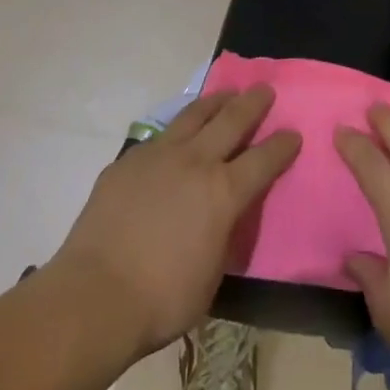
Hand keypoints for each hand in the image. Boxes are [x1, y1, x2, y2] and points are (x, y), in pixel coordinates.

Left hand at [51, 87, 300, 358]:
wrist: (95, 295)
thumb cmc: (162, 299)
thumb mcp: (212, 274)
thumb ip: (223, 235)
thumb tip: (222, 218)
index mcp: (223, 192)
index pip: (263, 159)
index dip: (282, 145)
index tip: (294, 133)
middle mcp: (195, 162)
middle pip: (232, 120)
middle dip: (253, 103)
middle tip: (265, 89)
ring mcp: (158, 156)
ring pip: (194, 115)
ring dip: (215, 102)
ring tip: (227, 95)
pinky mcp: (127, 161)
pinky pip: (160, 137)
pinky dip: (177, 130)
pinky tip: (176, 137)